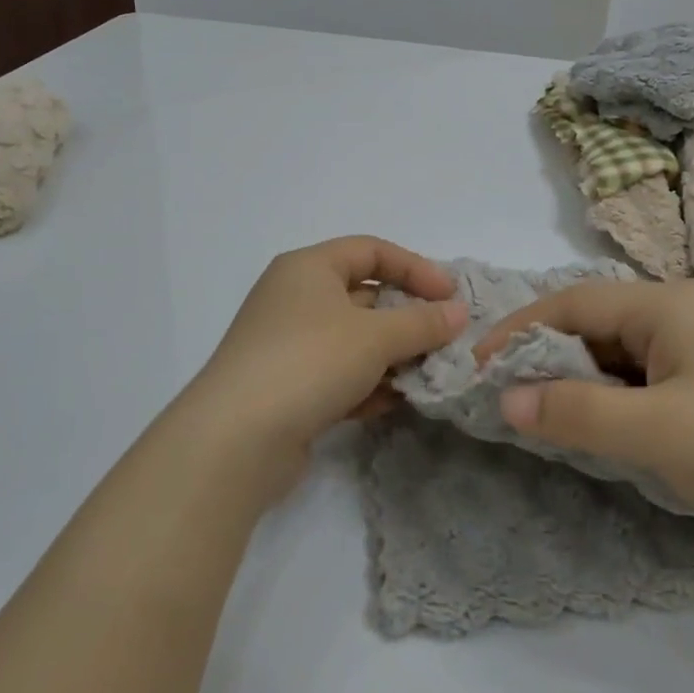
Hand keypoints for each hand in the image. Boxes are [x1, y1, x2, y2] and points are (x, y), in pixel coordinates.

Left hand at [169, 237, 467, 503]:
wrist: (235, 441)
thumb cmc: (309, 362)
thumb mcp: (375, 337)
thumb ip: (422, 322)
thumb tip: (458, 314)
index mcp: (309, 268)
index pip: (371, 251)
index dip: (415, 268)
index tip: (450, 297)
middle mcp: (296, 299)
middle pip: (365, 297)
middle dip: (408, 318)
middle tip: (446, 340)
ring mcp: (290, 345)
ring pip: (355, 340)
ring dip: (393, 356)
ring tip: (428, 375)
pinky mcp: (289, 388)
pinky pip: (340, 375)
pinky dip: (369, 384)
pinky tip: (394, 402)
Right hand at [474, 278, 693, 562]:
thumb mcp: (658, 434)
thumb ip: (577, 413)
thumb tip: (507, 400)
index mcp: (667, 305)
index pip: (572, 303)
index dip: (518, 331)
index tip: (475, 367)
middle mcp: (683, 314)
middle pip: (595, 326)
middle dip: (546, 359)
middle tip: (504, 398)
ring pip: (620, 358)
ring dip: (580, 384)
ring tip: (543, 418)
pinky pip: (646, 384)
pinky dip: (614, 403)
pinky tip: (602, 433)